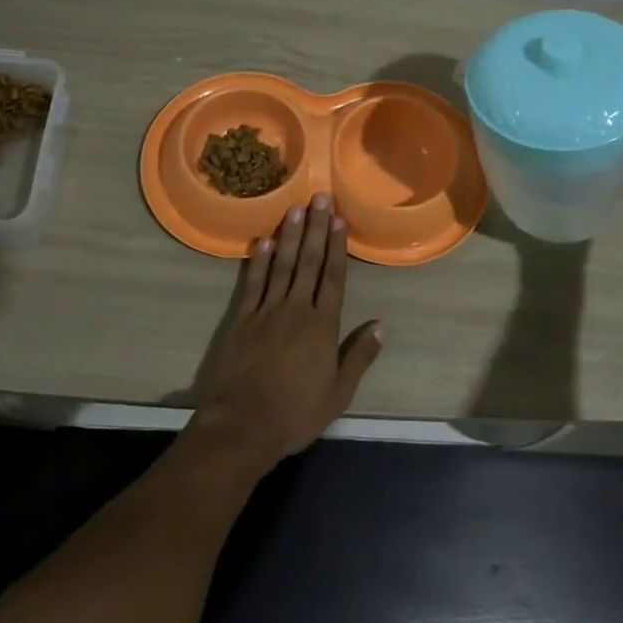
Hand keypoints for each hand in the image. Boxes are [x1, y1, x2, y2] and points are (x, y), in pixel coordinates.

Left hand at [189, 194, 384, 468]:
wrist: (243, 425)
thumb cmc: (296, 413)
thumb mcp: (338, 393)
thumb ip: (359, 356)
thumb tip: (381, 325)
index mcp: (322, 326)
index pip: (333, 277)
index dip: (337, 246)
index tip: (339, 219)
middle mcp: (296, 309)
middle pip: (308, 262)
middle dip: (315, 228)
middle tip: (319, 197)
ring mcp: (266, 311)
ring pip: (281, 265)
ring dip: (289, 236)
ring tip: (295, 208)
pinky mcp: (241, 319)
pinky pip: (252, 283)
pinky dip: (257, 261)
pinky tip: (263, 241)